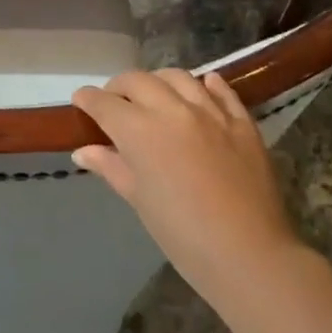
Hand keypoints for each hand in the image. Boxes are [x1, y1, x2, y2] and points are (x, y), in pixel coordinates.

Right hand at [72, 70, 303, 310]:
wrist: (250, 255)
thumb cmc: (183, 235)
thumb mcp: (139, 200)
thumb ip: (111, 167)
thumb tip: (84, 151)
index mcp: (140, 131)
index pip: (104, 102)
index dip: (88, 99)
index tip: (81, 100)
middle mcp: (172, 110)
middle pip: (138, 80)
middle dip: (119, 86)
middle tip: (114, 102)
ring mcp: (211, 112)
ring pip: (177, 77)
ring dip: (158, 81)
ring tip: (155, 95)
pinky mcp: (242, 122)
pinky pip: (221, 90)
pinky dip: (207, 84)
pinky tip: (202, 87)